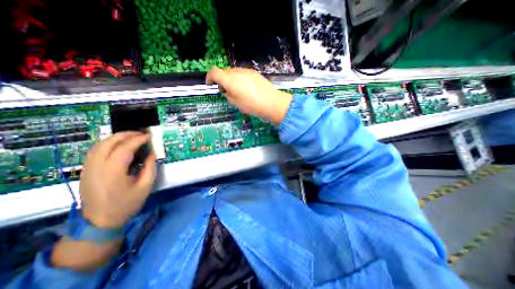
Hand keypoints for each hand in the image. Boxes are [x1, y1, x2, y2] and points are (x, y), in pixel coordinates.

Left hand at [79, 132, 155, 228]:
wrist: (100, 221)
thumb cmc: (127, 204)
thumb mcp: (145, 186)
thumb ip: (150, 167)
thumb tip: (152, 153)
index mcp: (113, 172)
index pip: (124, 148)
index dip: (138, 139)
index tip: (149, 136)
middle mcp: (97, 167)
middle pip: (108, 142)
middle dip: (126, 135)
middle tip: (141, 134)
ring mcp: (88, 168)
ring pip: (99, 144)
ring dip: (116, 138)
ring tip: (131, 137)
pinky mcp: (86, 170)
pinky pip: (95, 151)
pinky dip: (108, 144)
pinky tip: (119, 146)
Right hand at [207, 67, 293, 124]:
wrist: (270, 102)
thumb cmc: (251, 105)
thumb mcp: (235, 102)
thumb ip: (227, 93)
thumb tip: (226, 89)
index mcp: (229, 79)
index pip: (214, 72)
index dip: (209, 77)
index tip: (210, 84)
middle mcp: (236, 72)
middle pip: (224, 72)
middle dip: (221, 79)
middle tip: (225, 90)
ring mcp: (246, 71)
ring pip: (233, 72)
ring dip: (231, 79)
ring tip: (237, 90)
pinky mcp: (254, 72)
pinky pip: (242, 73)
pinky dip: (239, 78)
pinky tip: (246, 88)